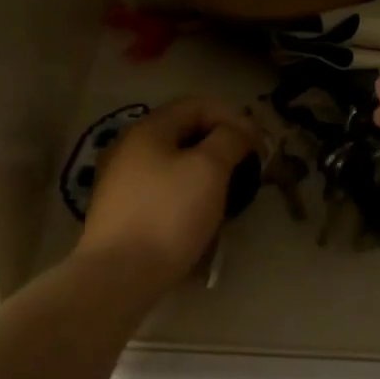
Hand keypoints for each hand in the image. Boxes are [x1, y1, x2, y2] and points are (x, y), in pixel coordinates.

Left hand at [76, 96, 262, 290]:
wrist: (119, 274)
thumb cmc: (169, 214)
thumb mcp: (209, 169)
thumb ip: (228, 140)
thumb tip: (237, 132)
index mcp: (149, 129)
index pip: (198, 104)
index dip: (234, 117)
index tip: (259, 146)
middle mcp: (129, 147)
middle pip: (184, 133)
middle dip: (221, 146)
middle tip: (247, 170)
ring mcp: (120, 180)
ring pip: (173, 164)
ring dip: (205, 173)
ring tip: (228, 196)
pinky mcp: (121, 211)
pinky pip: (162, 190)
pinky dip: (187, 194)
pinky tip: (200, 217)